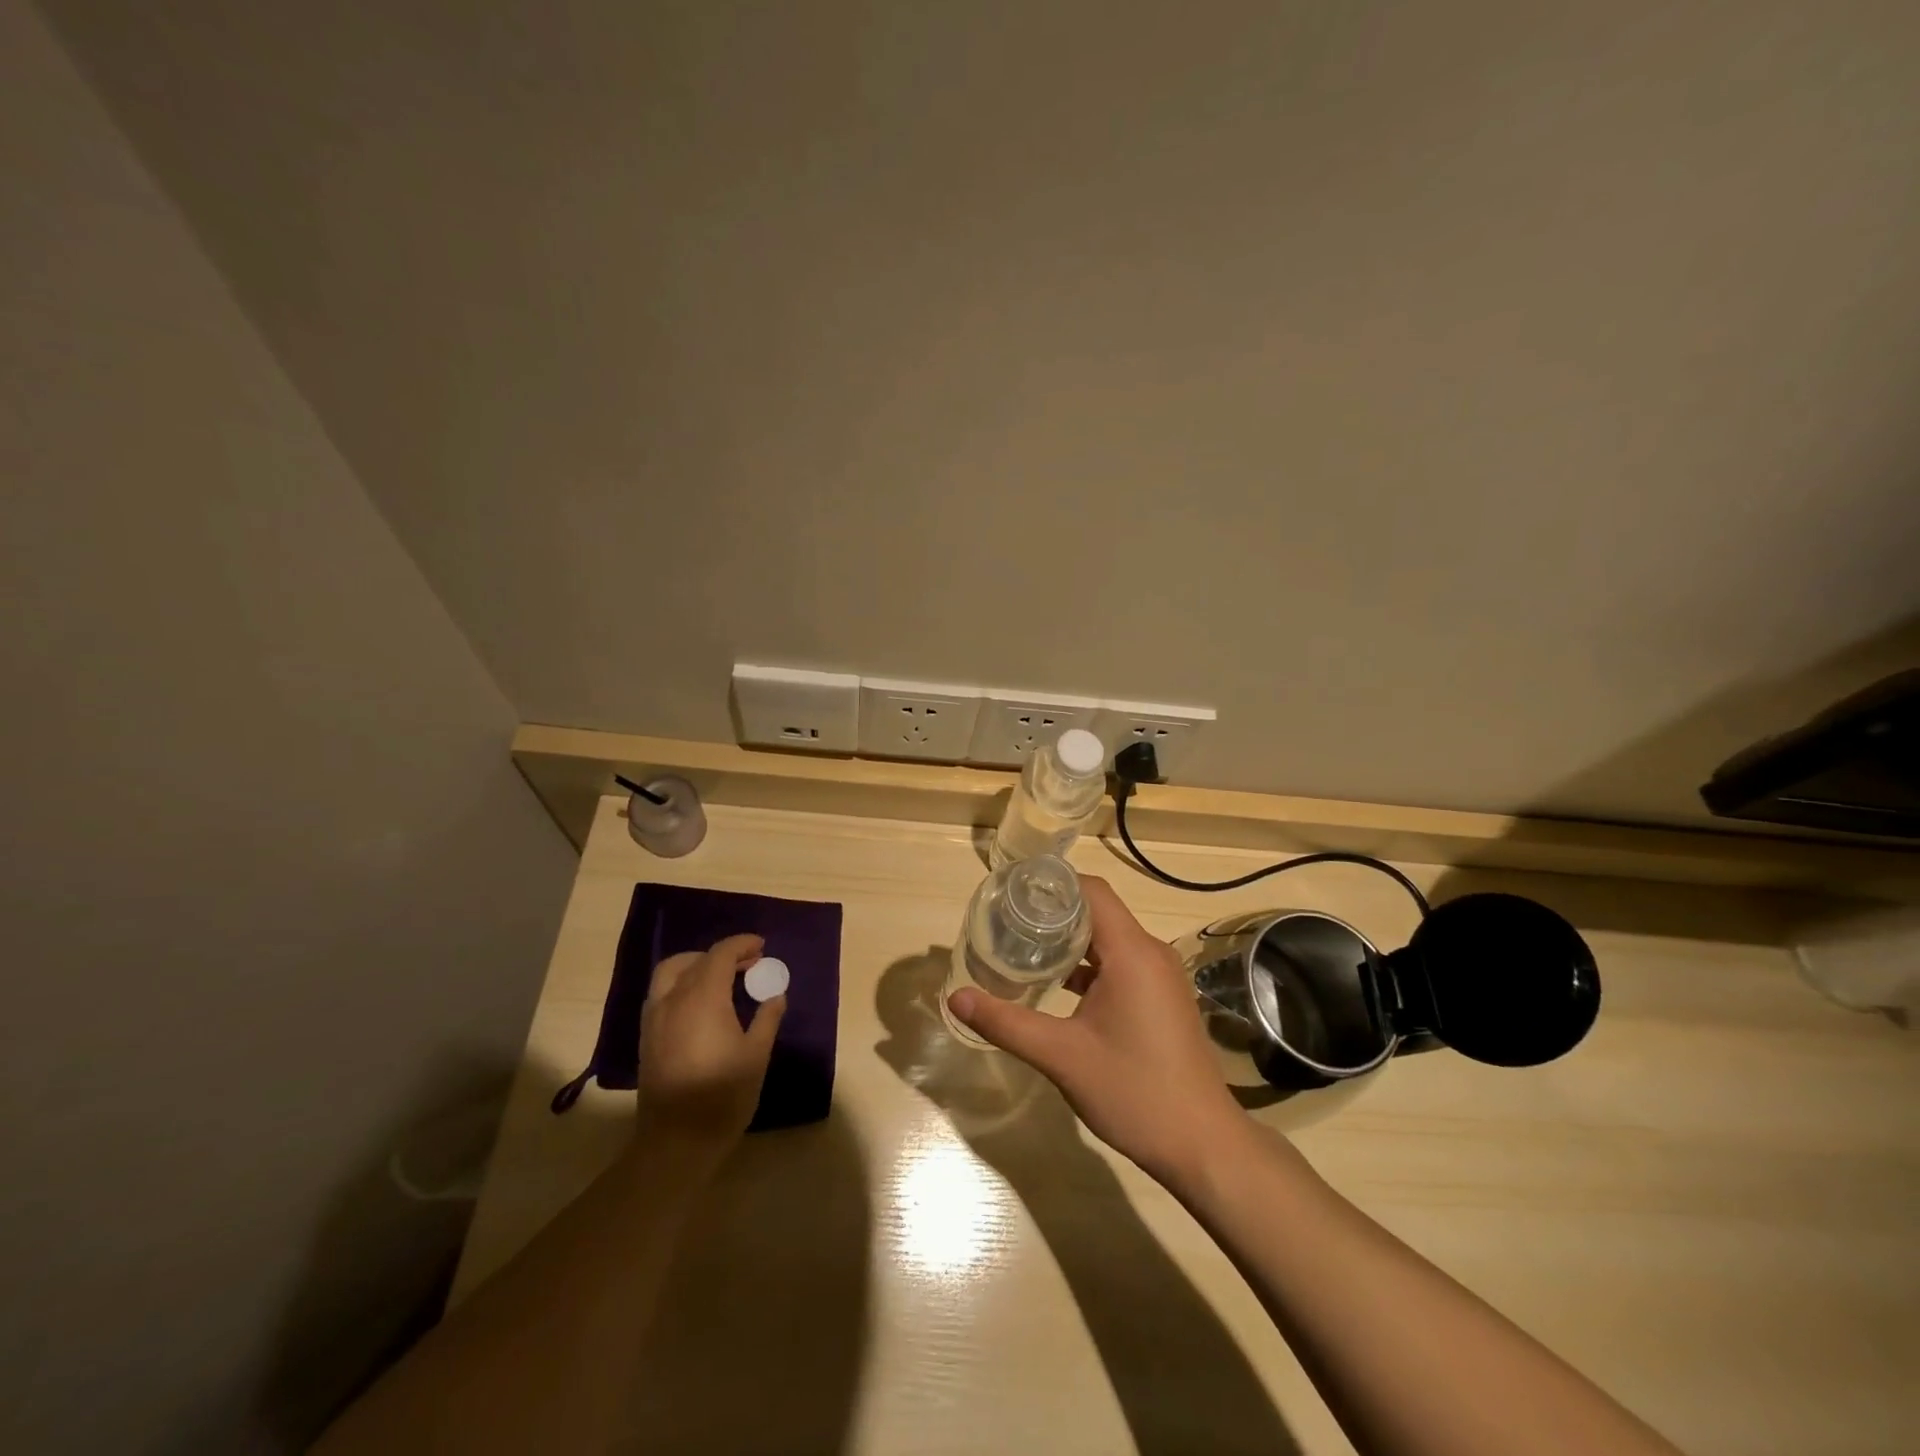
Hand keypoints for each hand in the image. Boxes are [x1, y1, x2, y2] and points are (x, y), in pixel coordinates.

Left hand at [636, 934, 784, 1146]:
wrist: (677, 1141)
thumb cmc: (723, 1096)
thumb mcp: (757, 1055)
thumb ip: (767, 1018)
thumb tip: (775, 995)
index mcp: (703, 998)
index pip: (720, 954)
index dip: (741, 944)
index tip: (761, 947)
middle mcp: (674, 999)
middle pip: (696, 960)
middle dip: (723, 955)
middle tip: (748, 964)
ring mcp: (655, 1017)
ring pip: (671, 972)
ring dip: (696, 965)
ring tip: (721, 978)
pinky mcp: (647, 1036)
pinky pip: (662, 992)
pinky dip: (681, 983)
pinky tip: (699, 1003)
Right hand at [947, 876, 1248, 1186]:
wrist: (1203, 1146)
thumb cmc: (1135, 1092)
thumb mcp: (1062, 1057)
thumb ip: (1006, 1023)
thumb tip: (955, 997)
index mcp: (1132, 952)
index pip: (1091, 891)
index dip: (1052, 883)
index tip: (1011, 889)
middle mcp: (1150, 953)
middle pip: (1098, 911)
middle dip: (1052, 910)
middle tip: (1005, 918)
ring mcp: (1159, 977)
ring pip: (1108, 939)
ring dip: (1069, 939)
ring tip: (1022, 945)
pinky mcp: (1160, 998)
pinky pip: (1120, 963)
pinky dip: (1087, 965)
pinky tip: (1056, 983)